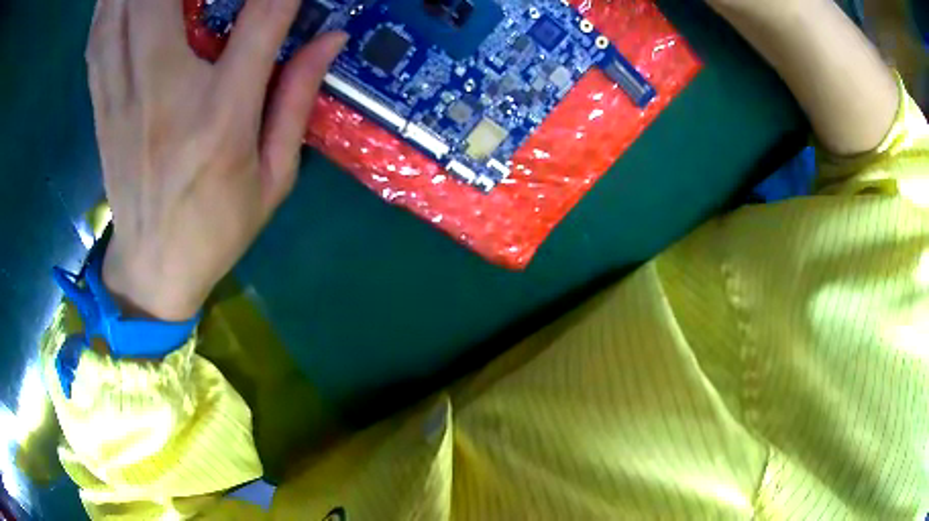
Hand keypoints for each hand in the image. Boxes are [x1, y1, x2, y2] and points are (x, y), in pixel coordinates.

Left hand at [87, 0, 345, 320]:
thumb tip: (328, 38)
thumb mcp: (275, 177)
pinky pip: (98, 44)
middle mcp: (165, 95)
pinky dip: (106, 8)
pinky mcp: (102, 109)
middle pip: (159, 2)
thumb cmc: (218, 228)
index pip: (260, 19)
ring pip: (118, 16)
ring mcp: (124, 100)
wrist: (153, 270)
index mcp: (221, 117)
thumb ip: (297, 99)